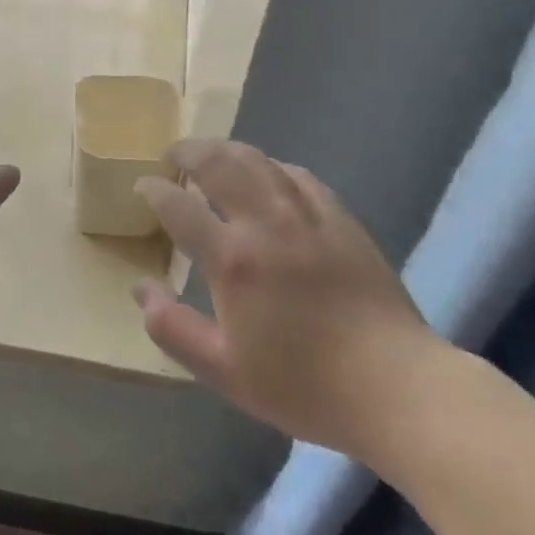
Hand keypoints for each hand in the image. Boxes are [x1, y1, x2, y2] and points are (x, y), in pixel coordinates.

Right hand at [134, 140, 447, 456]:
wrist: (394, 385)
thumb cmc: (304, 385)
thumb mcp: (225, 373)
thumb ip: (174, 329)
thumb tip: (140, 289)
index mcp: (232, 259)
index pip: (179, 206)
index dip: (154, 190)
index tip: (143, 186)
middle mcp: (264, 222)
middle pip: (216, 163)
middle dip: (186, 152)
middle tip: (173, 157)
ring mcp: (305, 213)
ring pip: (256, 159)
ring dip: (225, 149)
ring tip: (210, 155)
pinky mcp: (338, 215)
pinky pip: (295, 173)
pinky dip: (269, 165)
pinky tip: (266, 174)